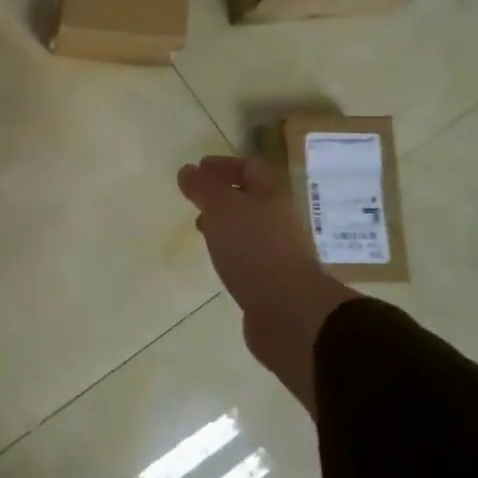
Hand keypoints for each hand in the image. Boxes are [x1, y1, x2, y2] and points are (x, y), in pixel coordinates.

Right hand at [176, 155, 355, 415]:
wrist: (289, 312)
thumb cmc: (254, 249)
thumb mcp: (222, 209)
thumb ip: (203, 188)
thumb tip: (188, 170)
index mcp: (271, 196)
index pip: (250, 168)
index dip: (224, 165)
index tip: (198, 168)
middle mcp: (279, 221)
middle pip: (251, 199)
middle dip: (223, 196)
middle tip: (196, 199)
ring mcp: (279, 252)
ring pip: (249, 229)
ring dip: (226, 225)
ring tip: (202, 230)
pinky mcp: (273, 281)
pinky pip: (249, 257)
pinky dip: (231, 252)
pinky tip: (218, 262)